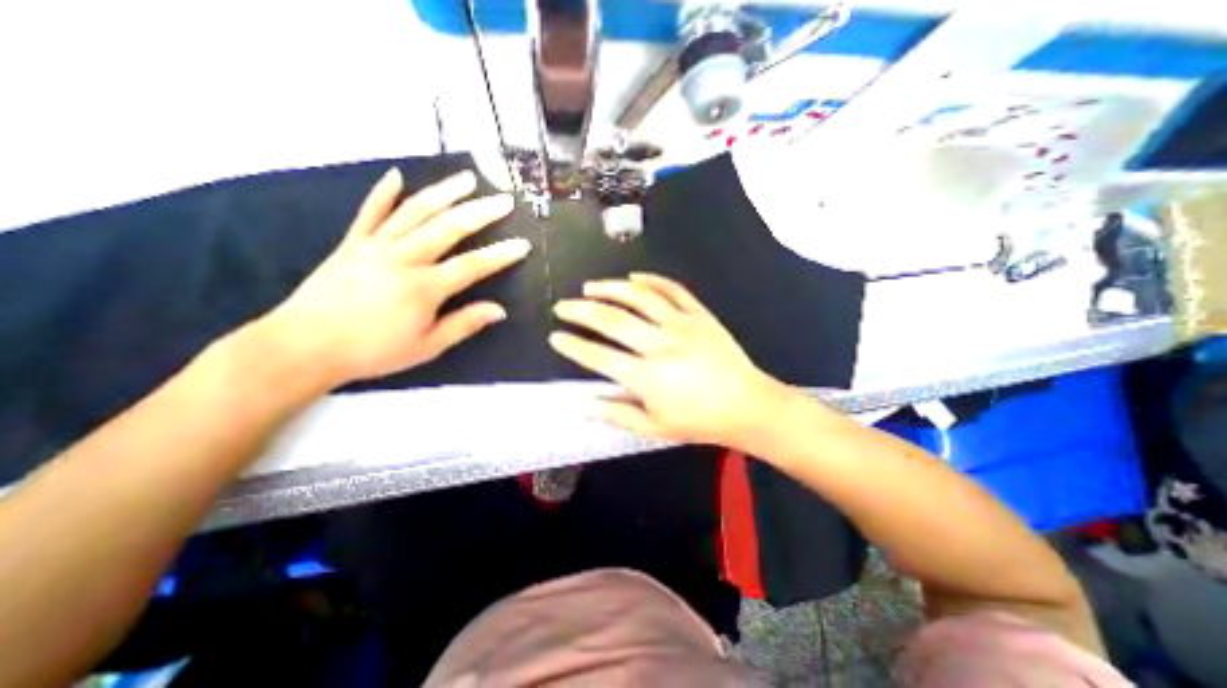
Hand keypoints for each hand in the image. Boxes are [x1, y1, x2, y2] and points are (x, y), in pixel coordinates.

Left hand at [265, 165, 532, 384]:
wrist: (305, 346)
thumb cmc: (374, 351)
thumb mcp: (427, 346)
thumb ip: (464, 324)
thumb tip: (500, 310)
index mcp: (424, 287)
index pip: (473, 265)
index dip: (501, 254)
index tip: (523, 244)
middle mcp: (404, 258)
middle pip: (448, 227)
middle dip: (481, 212)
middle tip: (504, 199)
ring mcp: (376, 245)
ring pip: (415, 211)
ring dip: (444, 192)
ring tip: (468, 178)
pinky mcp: (352, 242)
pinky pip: (370, 212)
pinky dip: (383, 192)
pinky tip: (396, 175)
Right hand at [548, 271, 794, 447]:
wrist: (747, 405)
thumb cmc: (699, 421)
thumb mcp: (654, 428)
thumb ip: (616, 414)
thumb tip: (583, 404)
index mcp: (647, 377)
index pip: (598, 357)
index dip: (573, 346)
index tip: (556, 336)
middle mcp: (660, 345)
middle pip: (612, 320)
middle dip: (581, 311)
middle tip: (562, 306)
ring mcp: (681, 324)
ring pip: (639, 297)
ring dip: (610, 288)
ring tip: (590, 287)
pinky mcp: (699, 314)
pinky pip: (672, 289)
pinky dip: (650, 280)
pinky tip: (633, 277)